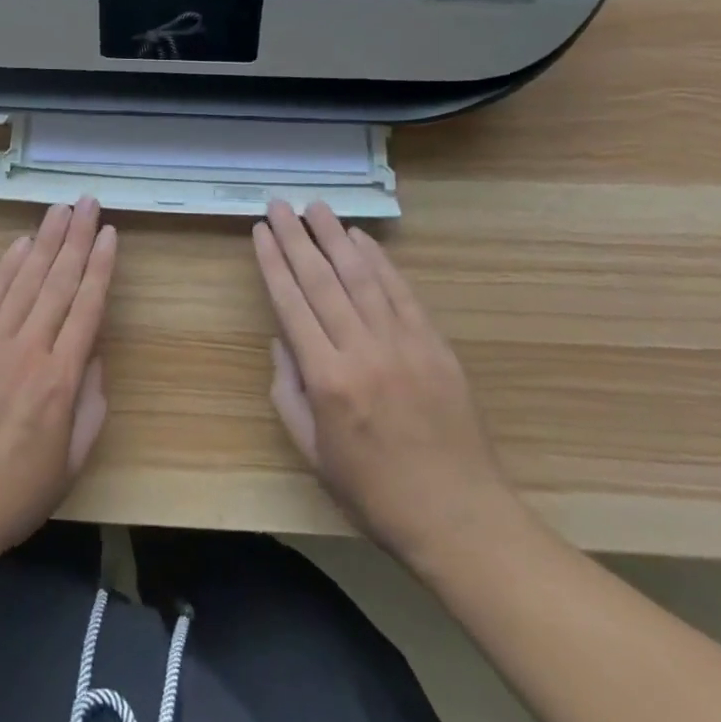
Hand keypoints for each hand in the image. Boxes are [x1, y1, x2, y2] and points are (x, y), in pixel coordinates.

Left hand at [0, 198, 116, 563]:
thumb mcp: (71, 462)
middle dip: (77, 238)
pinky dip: (6, 268)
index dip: (101, 266)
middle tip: (88, 202)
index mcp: (61, 380)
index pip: (87, 307)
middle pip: (58, 282)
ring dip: (45, 242)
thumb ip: (90, 406)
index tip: (110, 233)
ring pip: (25, 281)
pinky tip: (21, 244)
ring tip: (60, 209)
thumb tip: (93, 356)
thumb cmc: (14, 494)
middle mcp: (29, 350)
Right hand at [253, 200, 519, 573]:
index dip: (272, 262)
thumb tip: (281, 341)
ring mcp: (403, 343)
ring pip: (361, 276)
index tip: (261, 231)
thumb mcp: (313, 451)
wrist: (459, 517)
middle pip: (321, 279)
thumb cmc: (374, 492)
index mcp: (327, 379)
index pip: (291, 303)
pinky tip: (360, 239)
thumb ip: (288, 392)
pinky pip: (401, 292)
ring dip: (335, 236)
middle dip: (296, 237)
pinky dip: (379, 260)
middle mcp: (362, 350)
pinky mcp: (434, 344)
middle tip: (280, 204)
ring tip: (316, 207)